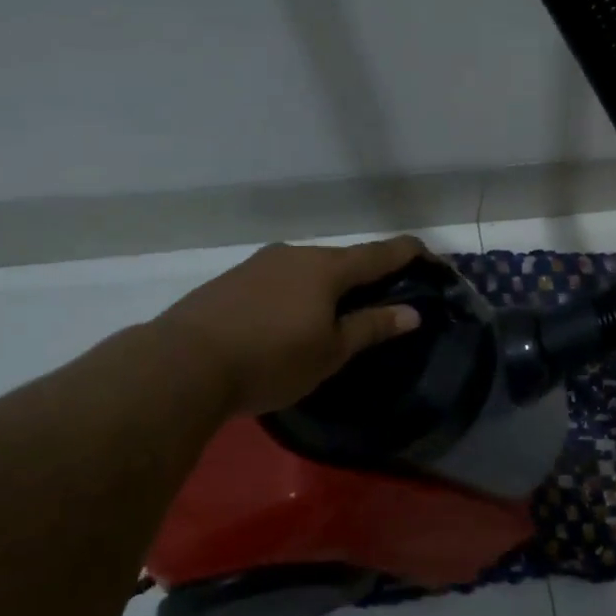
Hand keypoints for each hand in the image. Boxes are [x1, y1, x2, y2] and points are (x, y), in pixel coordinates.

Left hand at [158, 236, 430, 414]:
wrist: (184, 363)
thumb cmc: (271, 359)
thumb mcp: (330, 352)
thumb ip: (371, 326)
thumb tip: (412, 312)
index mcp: (327, 268)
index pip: (381, 253)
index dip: (410, 253)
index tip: (431, 258)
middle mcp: (296, 255)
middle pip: (343, 260)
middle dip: (365, 277)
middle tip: (379, 304)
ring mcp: (260, 264)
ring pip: (308, 270)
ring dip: (327, 288)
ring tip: (331, 319)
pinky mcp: (232, 280)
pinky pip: (279, 281)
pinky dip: (296, 294)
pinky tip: (287, 322)